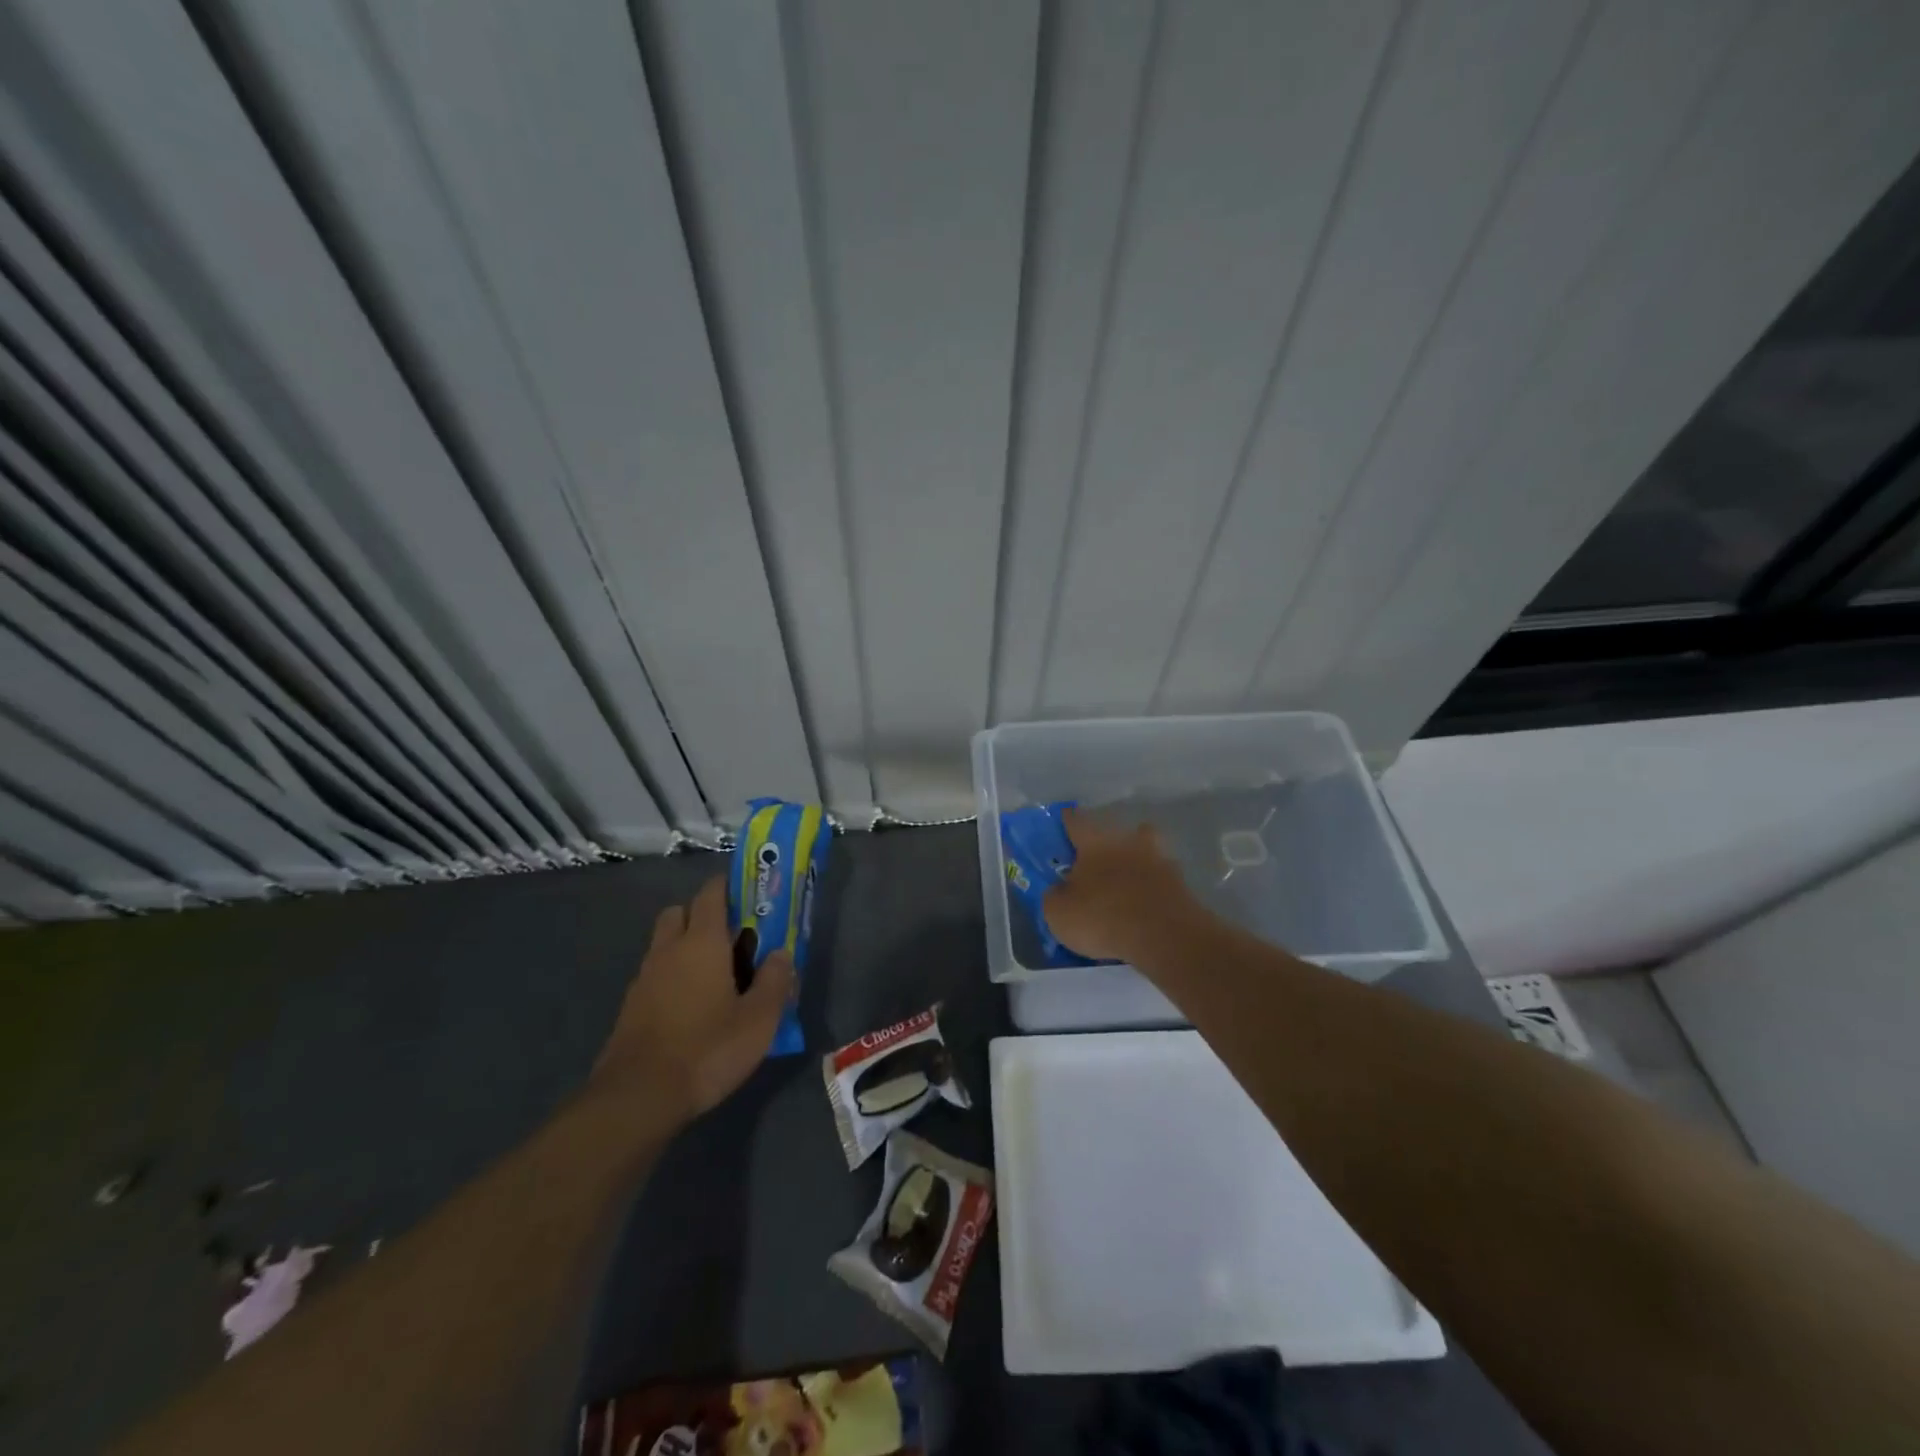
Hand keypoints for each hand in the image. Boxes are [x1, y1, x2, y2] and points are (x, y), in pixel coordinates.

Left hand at [589, 877, 794, 1123]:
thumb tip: (780, 954)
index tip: (749, 895)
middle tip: (731, 938)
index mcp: (702, 941)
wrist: (638, 1097)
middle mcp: (669, 949)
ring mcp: (644, 978)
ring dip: (686, 947)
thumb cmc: (707, 1049)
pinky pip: (655, 974)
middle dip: (703, 914)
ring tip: (716, 976)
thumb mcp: (759, 1020)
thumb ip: (775, 981)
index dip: (729, 886)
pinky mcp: (631, 1007)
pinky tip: (692, 1006)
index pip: (711, 893)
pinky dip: (672, 977)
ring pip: (665, 943)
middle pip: (680, 911)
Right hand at [1043, 808, 1200, 962]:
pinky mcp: (1181, 886)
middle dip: (1111, 842)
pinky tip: (1144, 909)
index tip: (1064, 822)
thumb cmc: (1103, 916)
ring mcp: (1160, 861)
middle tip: (1100, 861)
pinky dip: (1153, 891)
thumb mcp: (1059, 913)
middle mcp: (1129, 842)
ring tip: (1127, 888)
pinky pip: (1161, 882)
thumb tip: (1060, 891)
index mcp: (1095, 841)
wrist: (1164, 936)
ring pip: (1147, 854)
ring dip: (1138, 864)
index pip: (1076, 820)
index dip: (1068, 821)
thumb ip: (1056, 896)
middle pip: (1121, 832)